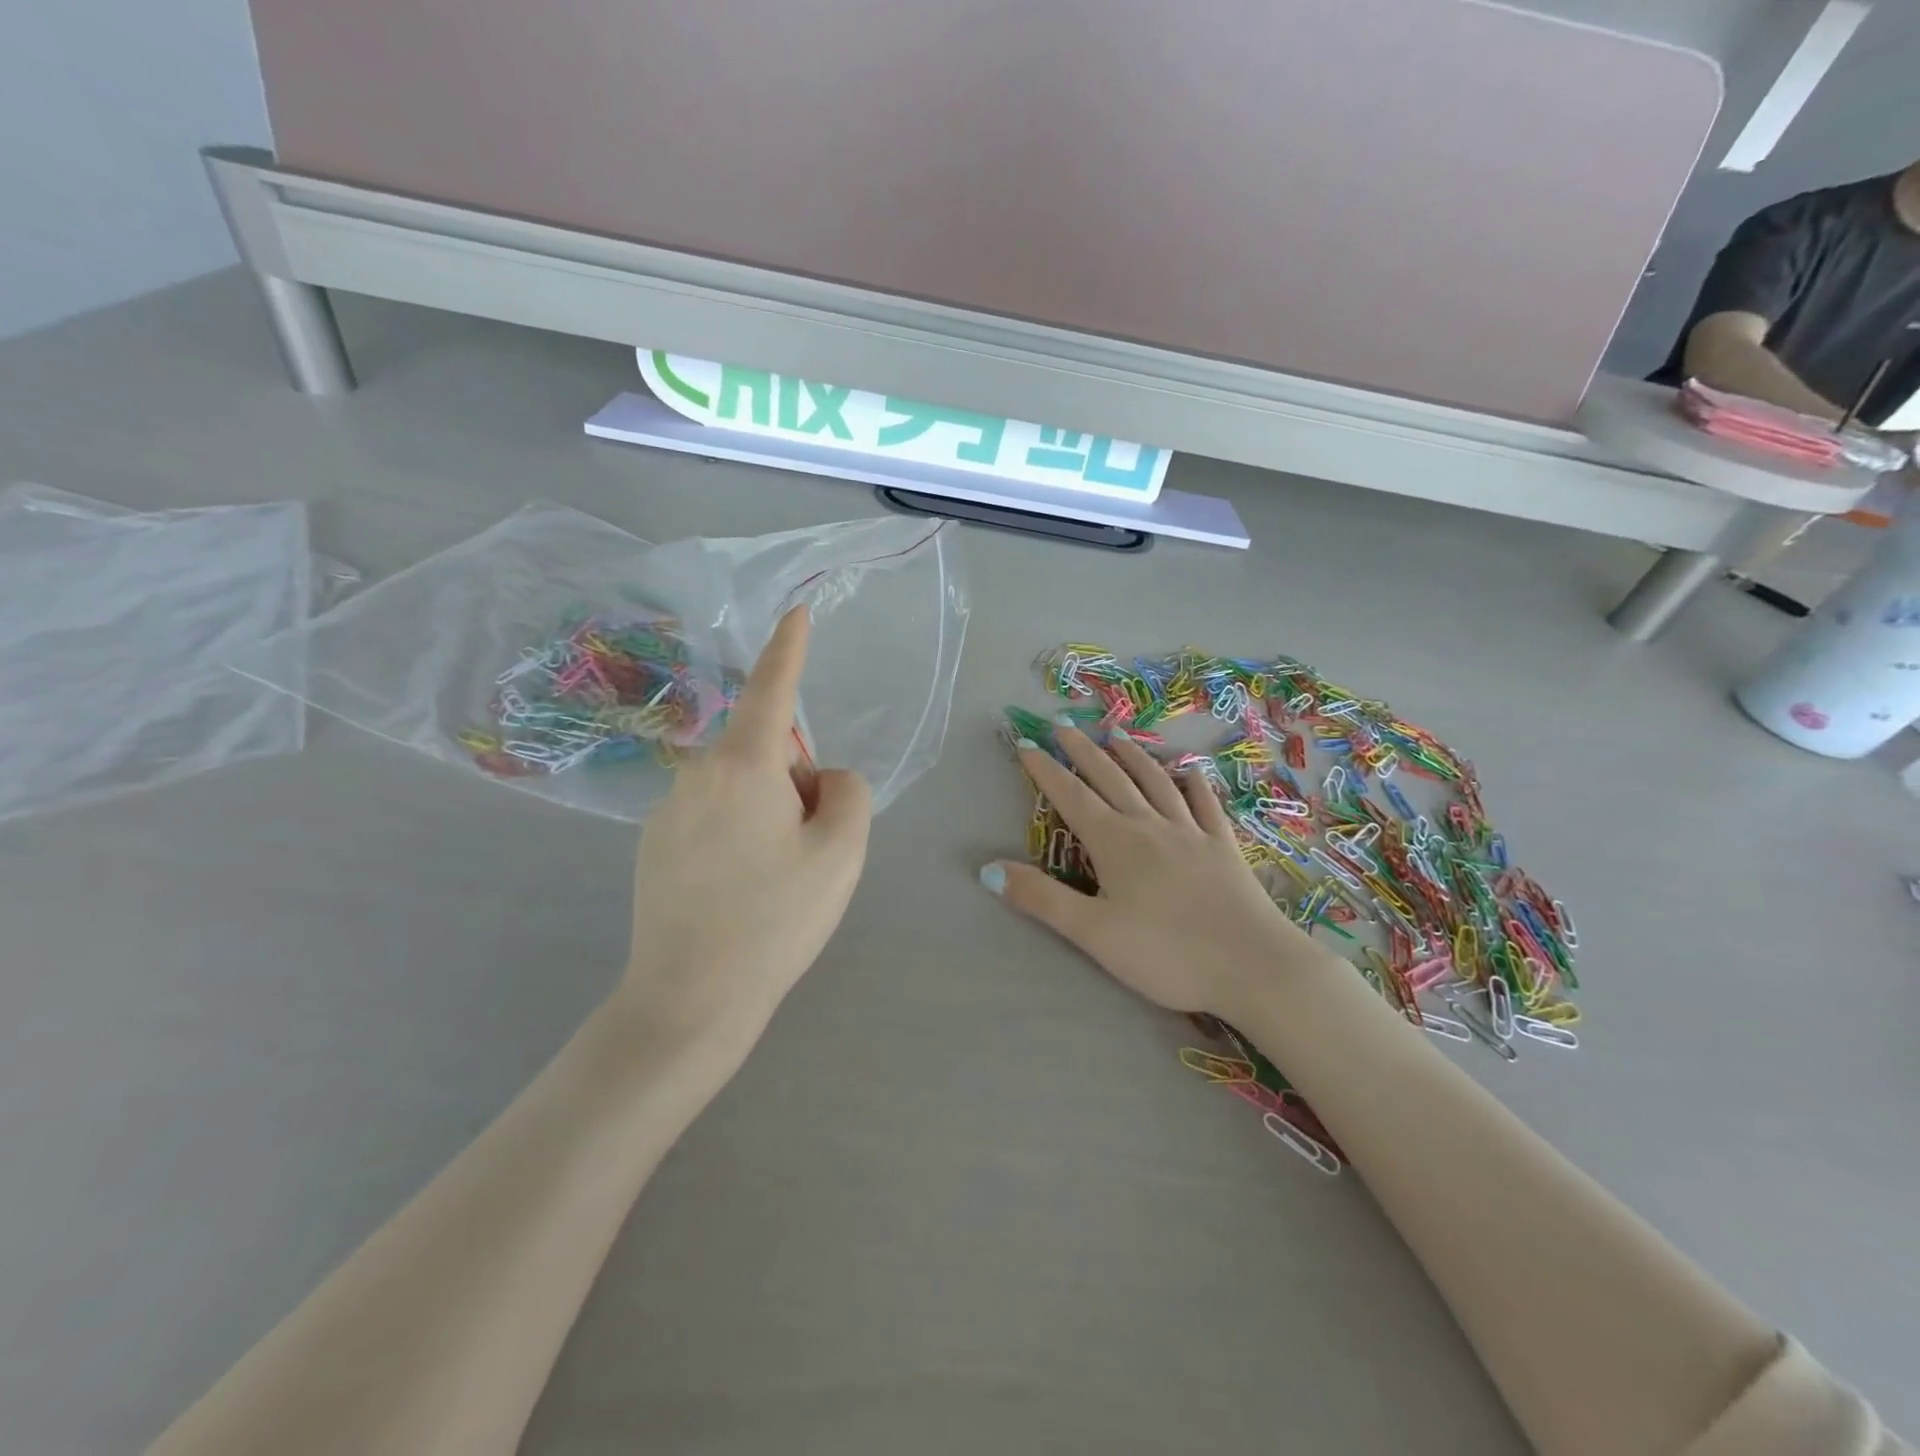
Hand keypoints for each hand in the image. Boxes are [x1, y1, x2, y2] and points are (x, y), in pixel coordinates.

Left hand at [620, 606, 871, 1055]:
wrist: (690, 1000)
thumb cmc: (775, 920)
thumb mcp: (841, 852)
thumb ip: (848, 792)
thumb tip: (820, 779)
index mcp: (742, 765)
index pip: (771, 688)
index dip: (789, 647)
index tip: (796, 611)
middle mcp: (697, 773)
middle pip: (767, 749)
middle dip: (798, 780)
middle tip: (808, 848)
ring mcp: (670, 809)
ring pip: (743, 786)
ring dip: (771, 811)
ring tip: (773, 881)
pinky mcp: (656, 843)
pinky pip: (717, 814)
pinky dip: (741, 834)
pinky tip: (741, 892)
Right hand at [983, 725, 1313, 1015]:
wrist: (1254, 966)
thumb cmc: (1167, 954)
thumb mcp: (1093, 933)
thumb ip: (1042, 898)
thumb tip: (988, 869)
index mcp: (1116, 843)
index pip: (1071, 796)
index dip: (1045, 769)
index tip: (1026, 742)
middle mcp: (1150, 825)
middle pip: (1111, 777)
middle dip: (1083, 750)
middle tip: (1063, 724)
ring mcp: (1191, 832)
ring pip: (1156, 782)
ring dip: (1133, 755)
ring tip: (1116, 733)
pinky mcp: (1223, 847)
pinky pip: (1205, 805)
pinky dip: (1194, 784)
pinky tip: (1190, 771)